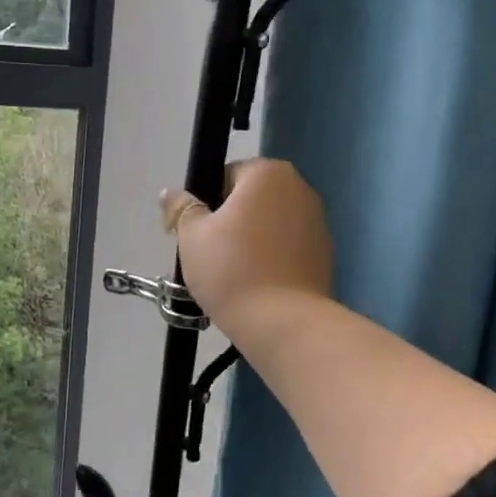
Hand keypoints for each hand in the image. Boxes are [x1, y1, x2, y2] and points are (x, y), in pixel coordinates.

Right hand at [161, 159, 333, 340]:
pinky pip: (286, 249)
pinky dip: (271, 260)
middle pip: (251, 200)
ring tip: (233, 277)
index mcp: (268, 173)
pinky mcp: (324, 255)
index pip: (226, 175)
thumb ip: (181, 208)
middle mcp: (299, 189)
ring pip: (269, 226)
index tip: (195, 234)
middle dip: (230, 222)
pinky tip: (256, 286)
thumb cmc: (231, 270)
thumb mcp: (191, 237)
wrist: (282, 323)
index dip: (205, 203)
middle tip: (209, 256)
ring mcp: (317, 222)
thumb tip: (172, 193)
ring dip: (251, 242)